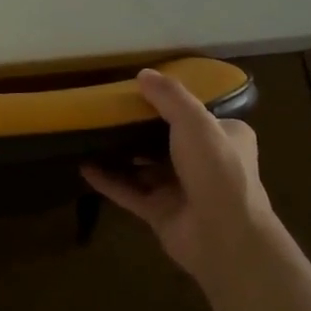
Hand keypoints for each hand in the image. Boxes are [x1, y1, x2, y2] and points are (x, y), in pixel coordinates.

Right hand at [81, 68, 274, 281]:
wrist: (224, 236)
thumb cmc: (216, 169)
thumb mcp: (195, 122)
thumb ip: (169, 97)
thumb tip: (143, 74)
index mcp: (225, 137)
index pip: (196, 115)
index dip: (169, 103)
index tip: (139, 91)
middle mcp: (206, 163)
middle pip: (167, 140)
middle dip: (139, 128)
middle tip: (108, 111)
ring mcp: (182, 190)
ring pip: (146, 168)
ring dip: (121, 154)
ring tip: (91, 135)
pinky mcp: (161, 213)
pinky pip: (130, 192)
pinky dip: (109, 180)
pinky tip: (84, 167)